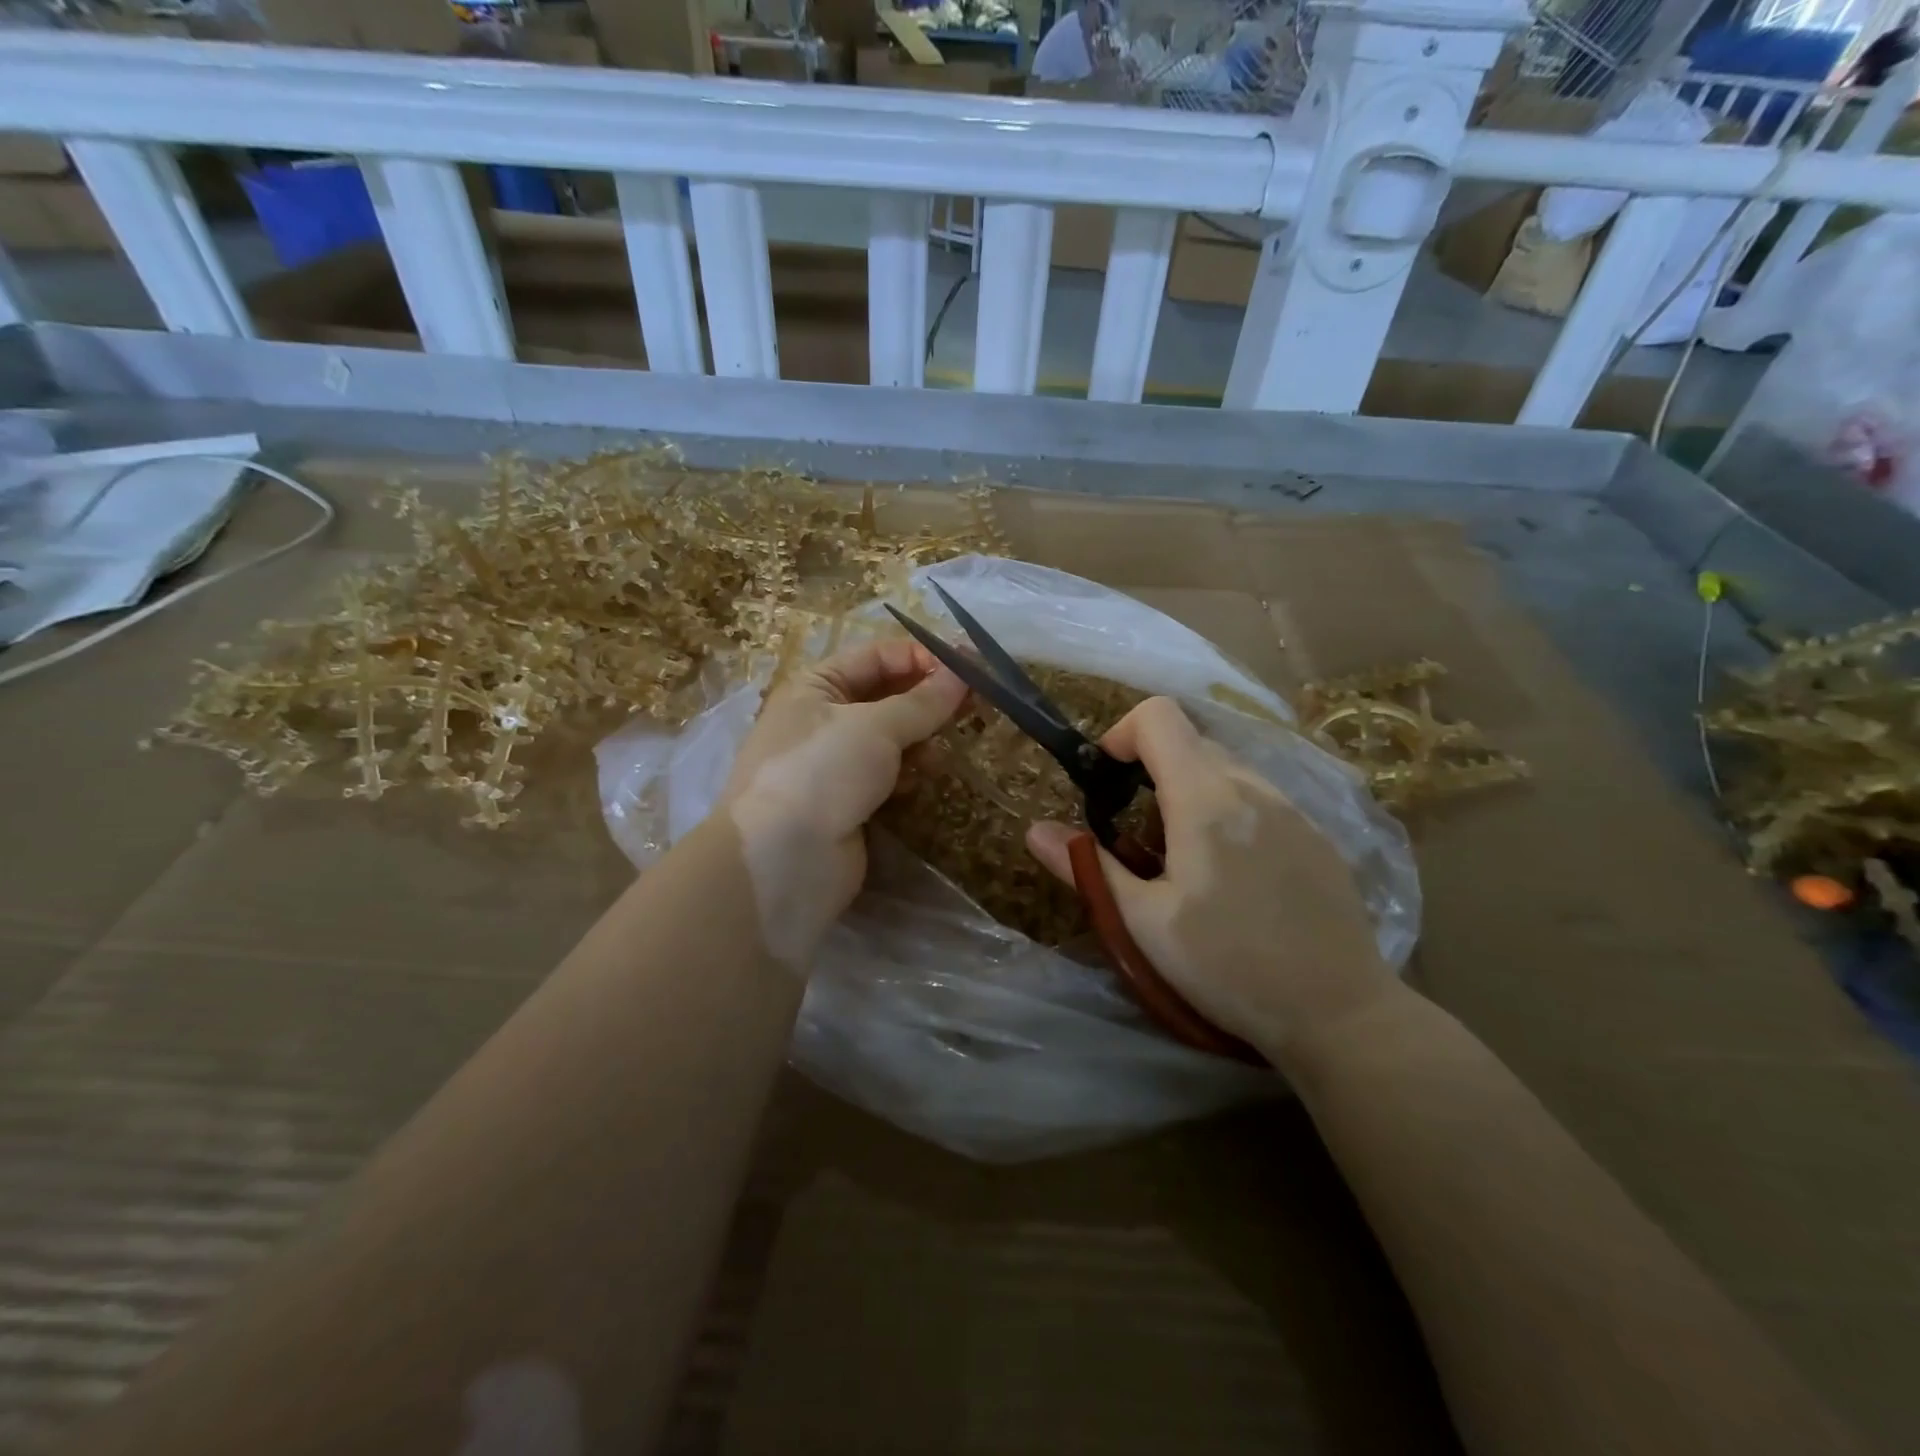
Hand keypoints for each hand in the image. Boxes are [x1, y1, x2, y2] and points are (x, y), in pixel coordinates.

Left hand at [718, 639, 966, 967]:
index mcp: (816, 686)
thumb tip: (962, 674)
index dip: (921, 658)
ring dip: (919, 738)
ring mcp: (834, 764)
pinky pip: (887, 774)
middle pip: (885, 696)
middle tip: (973, 705)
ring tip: (944, 748)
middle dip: (926, 699)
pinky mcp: (848, 802)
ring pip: (890, 738)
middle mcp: (821, 719)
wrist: (783, 860)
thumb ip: (923, 701)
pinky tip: (925, 778)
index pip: (876, 656)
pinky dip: (908, 772)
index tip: (967, 668)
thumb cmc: (823, 771)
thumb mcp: (875, 725)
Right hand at [1025, 697, 1395, 1063]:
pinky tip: (1235, 876)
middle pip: (1191, 741)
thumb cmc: (1228, 966)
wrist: (1341, 1014)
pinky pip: (1260, 797)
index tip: (1107, 782)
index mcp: (1205, 798)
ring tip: (1183, 858)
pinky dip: (1229, 810)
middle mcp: (1253, 786)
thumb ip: (1088, 867)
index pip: (1159, 716)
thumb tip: (1034, 830)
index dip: (1122, 734)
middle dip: (1151, 769)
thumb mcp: (1144, 923)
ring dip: (1190, 790)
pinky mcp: (1317, 835)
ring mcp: (1294, 808)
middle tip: (1137, 834)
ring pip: (1227, 768)